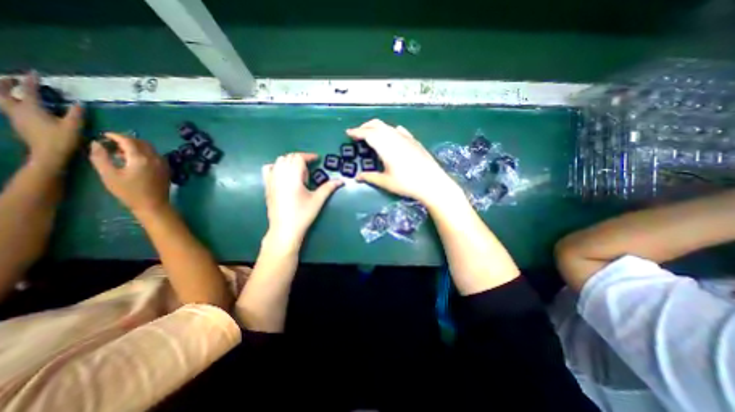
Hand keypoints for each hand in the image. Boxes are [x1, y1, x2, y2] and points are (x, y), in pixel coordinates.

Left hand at [1, 73, 83, 167]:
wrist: (48, 154)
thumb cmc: (61, 139)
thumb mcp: (74, 126)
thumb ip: (76, 113)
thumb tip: (79, 103)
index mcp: (31, 108)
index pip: (28, 90)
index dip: (31, 80)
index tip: (34, 72)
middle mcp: (17, 110)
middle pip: (3, 93)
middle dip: (5, 84)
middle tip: (10, 78)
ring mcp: (15, 118)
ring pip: (3, 101)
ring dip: (5, 93)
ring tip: (11, 90)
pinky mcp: (19, 125)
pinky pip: (10, 109)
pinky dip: (12, 103)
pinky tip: (21, 106)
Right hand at [88, 131, 171, 215]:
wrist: (153, 204)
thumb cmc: (129, 192)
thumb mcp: (109, 175)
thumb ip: (101, 157)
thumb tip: (96, 143)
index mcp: (142, 158)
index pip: (129, 141)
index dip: (116, 136)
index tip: (104, 135)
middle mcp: (155, 158)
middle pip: (142, 143)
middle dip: (127, 140)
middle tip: (112, 144)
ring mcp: (163, 163)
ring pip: (150, 149)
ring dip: (136, 147)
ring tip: (121, 153)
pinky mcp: (166, 169)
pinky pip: (155, 156)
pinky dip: (145, 153)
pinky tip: (134, 160)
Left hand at [262, 153, 343, 245]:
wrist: (285, 229)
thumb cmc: (303, 214)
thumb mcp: (318, 200)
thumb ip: (328, 188)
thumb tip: (341, 181)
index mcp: (293, 177)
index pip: (298, 158)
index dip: (308, 156)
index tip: (317, 159)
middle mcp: (280, 175)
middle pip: (289, 157)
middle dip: (300, 158)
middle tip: (310, 168)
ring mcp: (271, 180)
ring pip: (279, 161)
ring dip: (290, 161)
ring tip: (298, 171)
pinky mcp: (267, 186)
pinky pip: (268, 169)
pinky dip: (276, 166)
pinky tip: (283, 174)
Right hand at [346, 119, 457, 205]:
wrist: (432, 182)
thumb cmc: (406, 183)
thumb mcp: (385, 182)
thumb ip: (370, 177)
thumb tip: (357, 177)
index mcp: (385, 146)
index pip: (367, 134)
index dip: (357, 132)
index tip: (348, 133)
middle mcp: (394, 137)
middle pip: (377, 125)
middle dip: (365, 127)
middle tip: (358, 133)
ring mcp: (406, 137)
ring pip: (388, 126)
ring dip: (377, 128)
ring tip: (372, 135)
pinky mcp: (414, 141)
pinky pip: (399, 130)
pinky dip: (391, 130)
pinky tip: (392, 135)